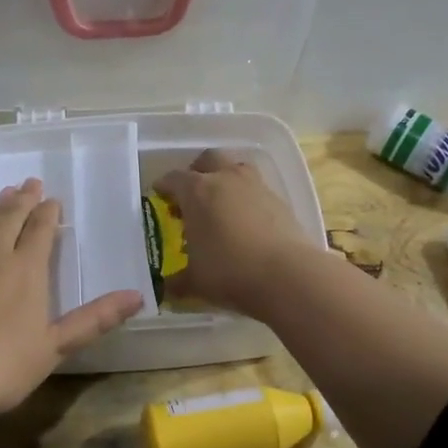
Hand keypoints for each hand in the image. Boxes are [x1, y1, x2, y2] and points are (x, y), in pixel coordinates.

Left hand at [0, 180, 144, 434]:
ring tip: (4, 193)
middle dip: (23, 199)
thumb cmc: (2, 367)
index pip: (41, 230)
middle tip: (30, 184)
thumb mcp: (55, 346)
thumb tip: (138, 296)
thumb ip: (95, 318)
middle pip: (11, 216)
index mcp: (27, 269)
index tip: (52, 201)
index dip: (48, 213)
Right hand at [154, 150, 314, 316]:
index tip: (160, 196)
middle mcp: (226, 179)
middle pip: (208, 159)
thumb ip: (178, 280)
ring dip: (226, 179)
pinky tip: (247, 222)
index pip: (173, 179)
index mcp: (197, 191)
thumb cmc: (229, 271)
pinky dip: (248, 200)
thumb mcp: (195, 281)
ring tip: (222, 204)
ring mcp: (256, 186)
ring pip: (237, 169)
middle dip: (197, 171)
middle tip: (192, 193)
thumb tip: (167, 287)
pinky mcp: (280, 200)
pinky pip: (258, 190)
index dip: (164, 187)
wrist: (287, 275)